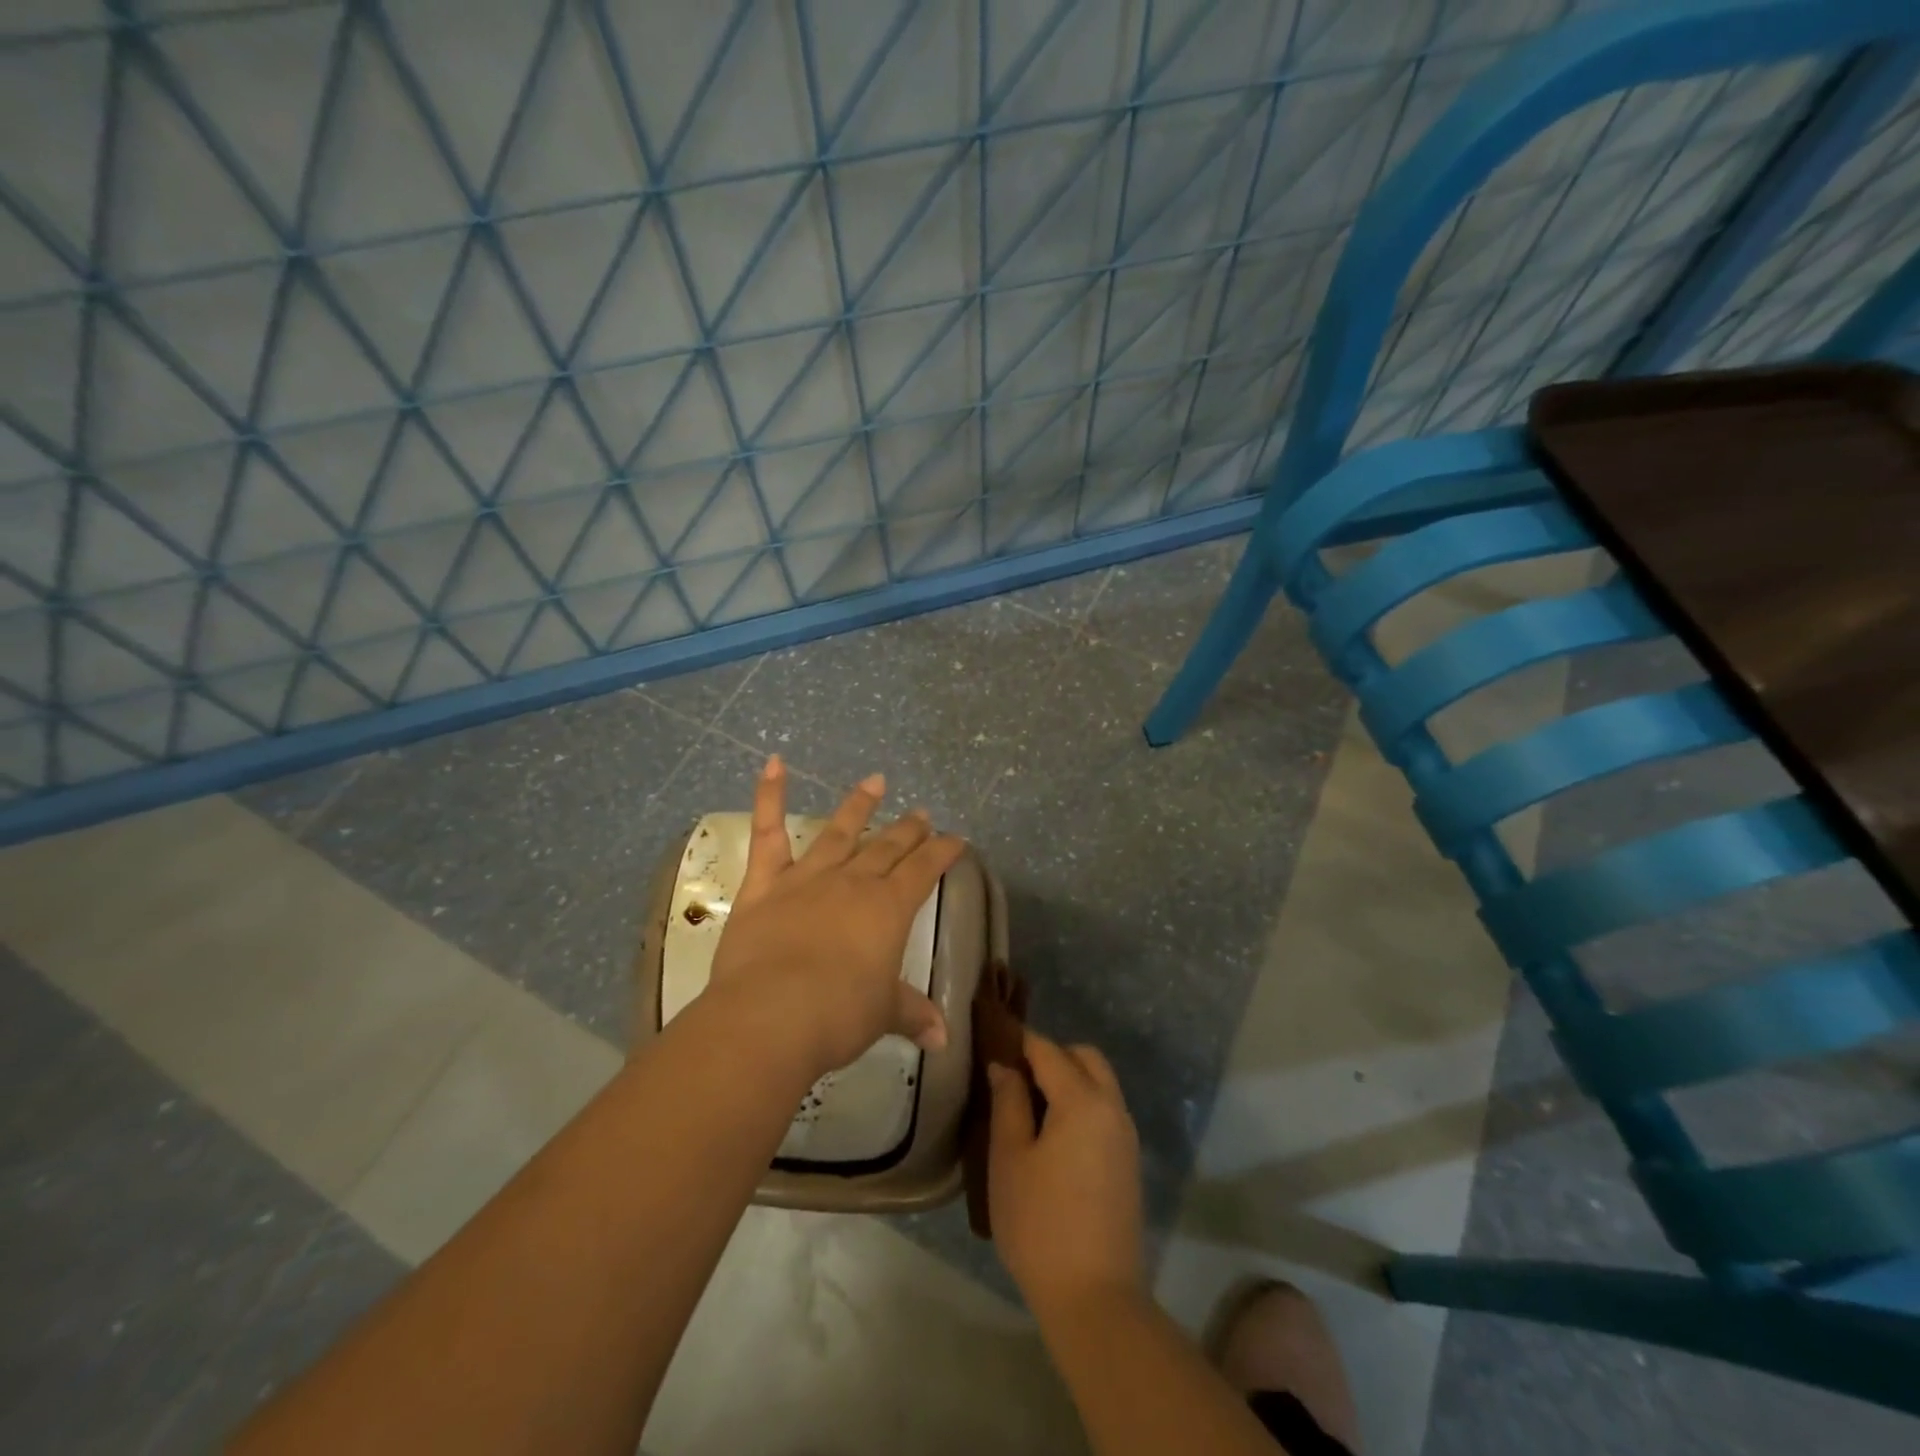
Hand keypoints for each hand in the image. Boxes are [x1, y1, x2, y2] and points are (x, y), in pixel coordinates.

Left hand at [706, 756, 966, 1077]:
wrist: (772, 1016)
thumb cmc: (838, 1016)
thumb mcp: (883, 1015)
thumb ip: (912, 1014)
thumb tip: (943, 1038)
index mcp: (889, 909)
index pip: (925, 870)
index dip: (943, 852)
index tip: (956, 839)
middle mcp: (854, 882)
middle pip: (888, 847)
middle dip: (909, 830)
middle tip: (922, 814)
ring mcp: (808, 877)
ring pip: (840, 830)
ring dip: (859, 804)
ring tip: (875, 782)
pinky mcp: (765, 883)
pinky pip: (768, 832)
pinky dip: (769, 794)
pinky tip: (773, 761)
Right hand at [987, 1029, 1144, 1315]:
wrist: (1095, 1299)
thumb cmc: (1040, 1224)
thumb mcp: (1009, 1158)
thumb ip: (1007, 1102)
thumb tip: (1005, 1066)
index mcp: (1083, 1100)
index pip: (1048, 1050)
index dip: (1019, 1041)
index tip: (993, 1041)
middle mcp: (1112, 1107)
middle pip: (1084, 1057)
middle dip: (1051, 1056)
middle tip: (1014, 1078)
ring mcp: (1126, 1136)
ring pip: (1099, 1083)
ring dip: (1069, 1079)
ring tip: (1029, 1107)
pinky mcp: (1129, 1162)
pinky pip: (1105, 1110)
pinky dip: (1081, 1104)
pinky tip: (1053, 1135)